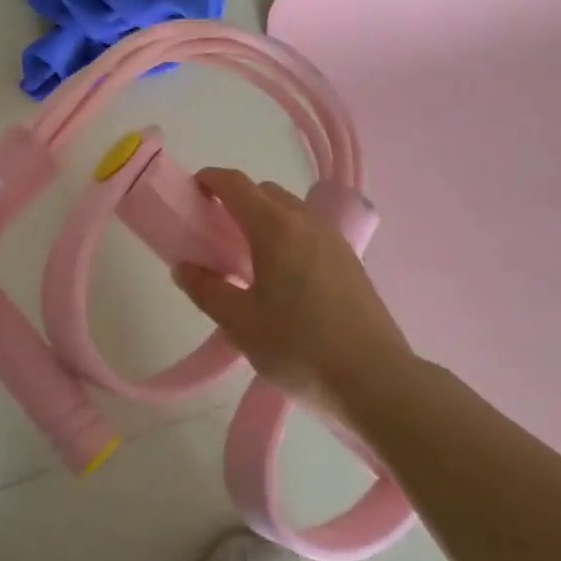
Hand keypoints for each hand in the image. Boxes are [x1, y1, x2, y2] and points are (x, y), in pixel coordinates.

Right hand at [175, 168, 411, 418]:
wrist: (376, 381)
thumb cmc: (300, 349)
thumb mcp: (240, 324)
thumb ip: (207, 290)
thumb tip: (184, 267)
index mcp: (275, 228)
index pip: (236, 184)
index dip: (210, 180)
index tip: (192, 192)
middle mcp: (305, 222)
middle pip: (264, 192)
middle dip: (236, 201)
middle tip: (215, 233)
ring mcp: (332, 239)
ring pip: (290, 210)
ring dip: (264, 218)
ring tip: (248, 257)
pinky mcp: (349, 260)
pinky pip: (309, 230)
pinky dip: (287, 235)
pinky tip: (282, 277)